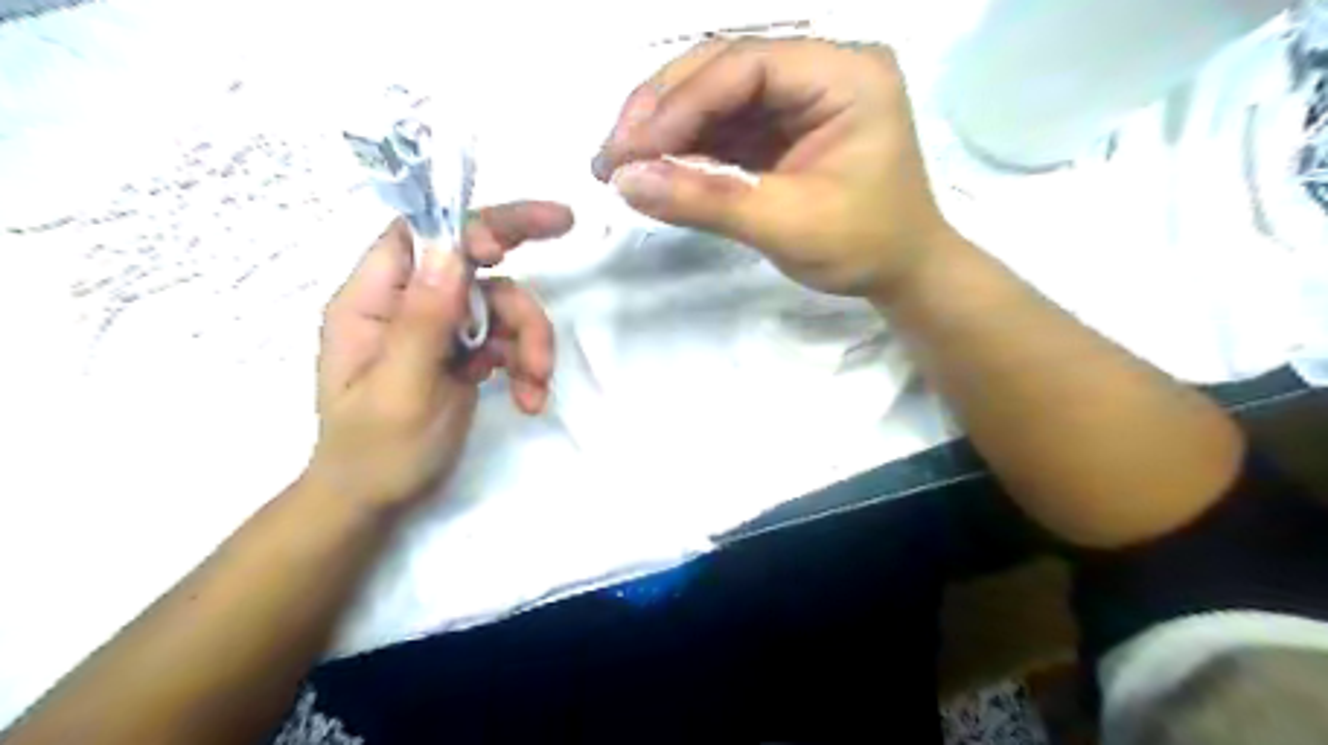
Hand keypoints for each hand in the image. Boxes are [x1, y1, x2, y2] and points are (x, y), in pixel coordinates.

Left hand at [305, 201, 576, 507]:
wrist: (378, 500)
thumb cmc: (375, 451)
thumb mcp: (399, 390)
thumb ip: (423, 320)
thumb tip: (451, 249)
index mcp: (373, 300)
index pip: (418, 235)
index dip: (464, 226)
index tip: (506, 246)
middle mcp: (409, 303)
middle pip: (472, 259)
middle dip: (516, 262)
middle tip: (568, 227)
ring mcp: (441, 328)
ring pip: (502, 304)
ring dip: (530, 340)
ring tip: (536, 384)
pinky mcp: (466, 352)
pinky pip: (509, 339)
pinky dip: (527, 365)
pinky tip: (528, 398)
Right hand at [594, 39, 954, 298]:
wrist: (901, 272)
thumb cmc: (863, 247)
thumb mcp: (785, 225)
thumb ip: (707, 200)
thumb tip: (625, 182)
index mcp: (844, 75)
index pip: (746, 67)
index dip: (680, 105)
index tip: (628, 151)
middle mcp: (821, 70)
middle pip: (724, 69)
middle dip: (662, 111)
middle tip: (611, 154)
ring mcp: (800, 97)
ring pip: (716, 96)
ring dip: (665, 129)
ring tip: (618, 164)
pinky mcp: (783, 127)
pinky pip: (725, 125)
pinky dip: (686, 147)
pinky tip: (655, 167)